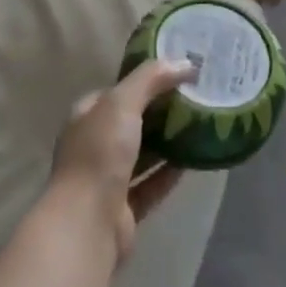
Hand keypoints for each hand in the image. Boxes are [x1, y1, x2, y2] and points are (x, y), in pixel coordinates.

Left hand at [50, 60, 196, 264]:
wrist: (87, 224)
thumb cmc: (99, 154)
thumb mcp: (123, 102)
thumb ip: (152, 78)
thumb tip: (185, 62)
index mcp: (86, 117)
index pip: (116, 91)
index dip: (143, 80)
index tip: (175, 73)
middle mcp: (93, 146)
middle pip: (131, 122)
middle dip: (159, 111)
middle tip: (193, 97)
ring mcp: (106, 180)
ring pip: (142, 154)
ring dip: (166, 142)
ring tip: (198, 125)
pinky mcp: (123, 209)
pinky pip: (151, 184)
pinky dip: (169, 173)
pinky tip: (193, 160)